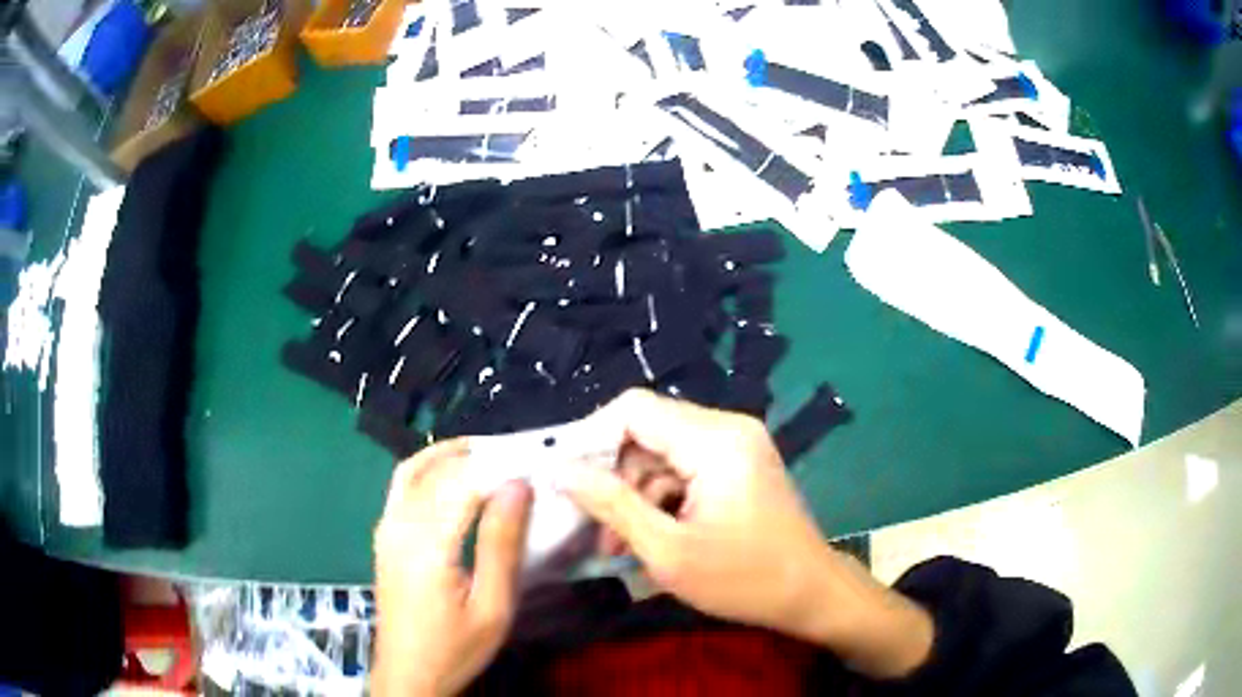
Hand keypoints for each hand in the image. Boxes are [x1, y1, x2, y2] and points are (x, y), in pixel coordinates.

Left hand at [373, 439, 532, 695]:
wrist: (408, 674)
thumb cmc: (455, 648)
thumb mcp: (492, 606)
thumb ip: (502, 545)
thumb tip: (517, 487)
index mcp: (426, 544)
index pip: (464, 483)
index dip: (500, 467)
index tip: (535, 464)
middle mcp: (399, 526)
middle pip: (438, 471)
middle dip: (478, 456)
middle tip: (519, 457)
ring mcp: (386, 529)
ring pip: (413, 471)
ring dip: (449, 456)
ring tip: (488, 453)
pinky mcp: (384, 537)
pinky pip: (402, 487)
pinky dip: (427, 470)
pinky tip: (451, 477)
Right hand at [558, 389, 933, 678]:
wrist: (811, 594)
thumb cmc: (743, 579)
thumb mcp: (667, 550)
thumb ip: (611, 504)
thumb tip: (559, 469)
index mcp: (715, 439)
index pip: (633, 409)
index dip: (591, 437)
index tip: (565, 478)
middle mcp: (728, 428)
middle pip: (647, 431)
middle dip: (614, 477)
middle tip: (595, 527)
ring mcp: (737, 445)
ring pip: (662, 453)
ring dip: (636, 495)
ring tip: (620, 545)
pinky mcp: (738, 464)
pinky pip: (684, 467)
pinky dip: (661, 498)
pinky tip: (651, 537)